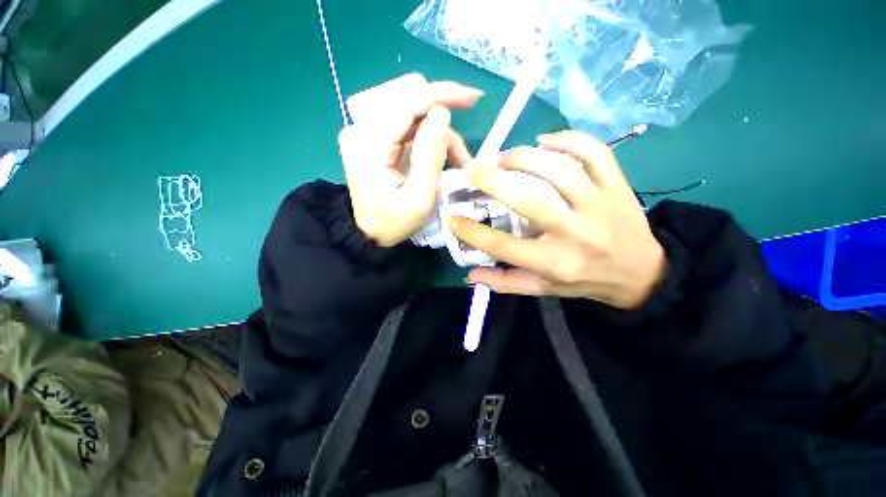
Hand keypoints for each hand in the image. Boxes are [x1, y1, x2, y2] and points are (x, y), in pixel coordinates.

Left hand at [338, 78, 481, 246]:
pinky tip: (442, 160)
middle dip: (445, 129)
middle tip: (465, 154)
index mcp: (369, 143)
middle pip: (413, 110)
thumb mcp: (419, 197)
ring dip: (440, 140)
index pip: (407, 104)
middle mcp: (362, 130)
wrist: (369, 234)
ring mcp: (366, 135)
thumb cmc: (393, 222)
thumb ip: (430, 155)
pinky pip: (408, 131)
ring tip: (458, 165)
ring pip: (414, 121)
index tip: (473, 97)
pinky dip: (429, 143)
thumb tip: (442, 113)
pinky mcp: (373, 141)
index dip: (442, 95)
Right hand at [448, 131, 666, 308]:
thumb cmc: (583, 282)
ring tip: (503, 157)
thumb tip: (470, 274)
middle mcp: (575, 233)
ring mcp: (599, 205)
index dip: (471, 231)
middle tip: (472, 170)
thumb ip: (504, 283)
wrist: (640, 273)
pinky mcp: (618, 186)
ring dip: (524, 157)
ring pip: (558, 169)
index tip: (453, 217)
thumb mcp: (542, 290)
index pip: (502, 245)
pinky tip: (545, 141)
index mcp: (554, 263)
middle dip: (493, 181)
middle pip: (528, 200)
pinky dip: (568, 139)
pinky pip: (594, 152)